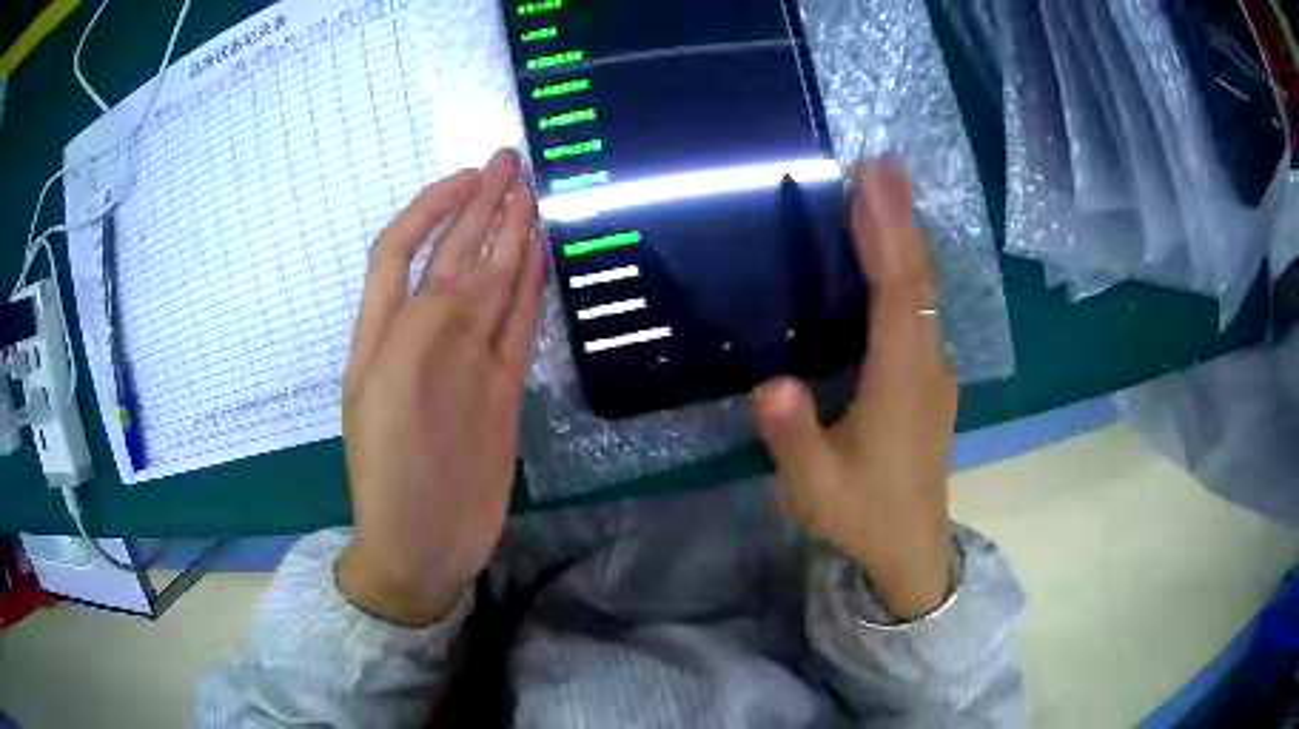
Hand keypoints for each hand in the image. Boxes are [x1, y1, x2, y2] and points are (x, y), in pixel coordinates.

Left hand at [336, 149, 544, 625]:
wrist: (424, 545)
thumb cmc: (391, 474)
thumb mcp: (390, 395)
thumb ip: (426, 328)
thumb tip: (470, 273)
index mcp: (386, 332)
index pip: (403, 249)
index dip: (432, 207)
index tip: (469, 176)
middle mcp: (426, 336)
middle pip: (453, 256)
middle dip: (477, 206)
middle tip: (511, 162)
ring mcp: (467, 360)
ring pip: (490, 284)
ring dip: (508, 238)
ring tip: (531, 194)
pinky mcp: (501, 387)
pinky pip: (517, 326)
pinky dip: (529, 289)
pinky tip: (540, 256)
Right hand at [754, 159, 957, 619]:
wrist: (912, 548)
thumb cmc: (863, 516)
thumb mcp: (815, 489)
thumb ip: (795, 438)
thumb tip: (771, 384)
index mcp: (900, 384)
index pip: (898, 295)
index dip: (886, 236)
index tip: (872, 183)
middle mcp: (926, 365)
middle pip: (919, 281)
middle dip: (901, 218)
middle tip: (883, 163)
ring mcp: (934, 371)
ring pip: (926, 292)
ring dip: (907, 236)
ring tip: (887, 190)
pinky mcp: (930, 379)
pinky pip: (923, 309)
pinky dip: (908, 268)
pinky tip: (894, 252)